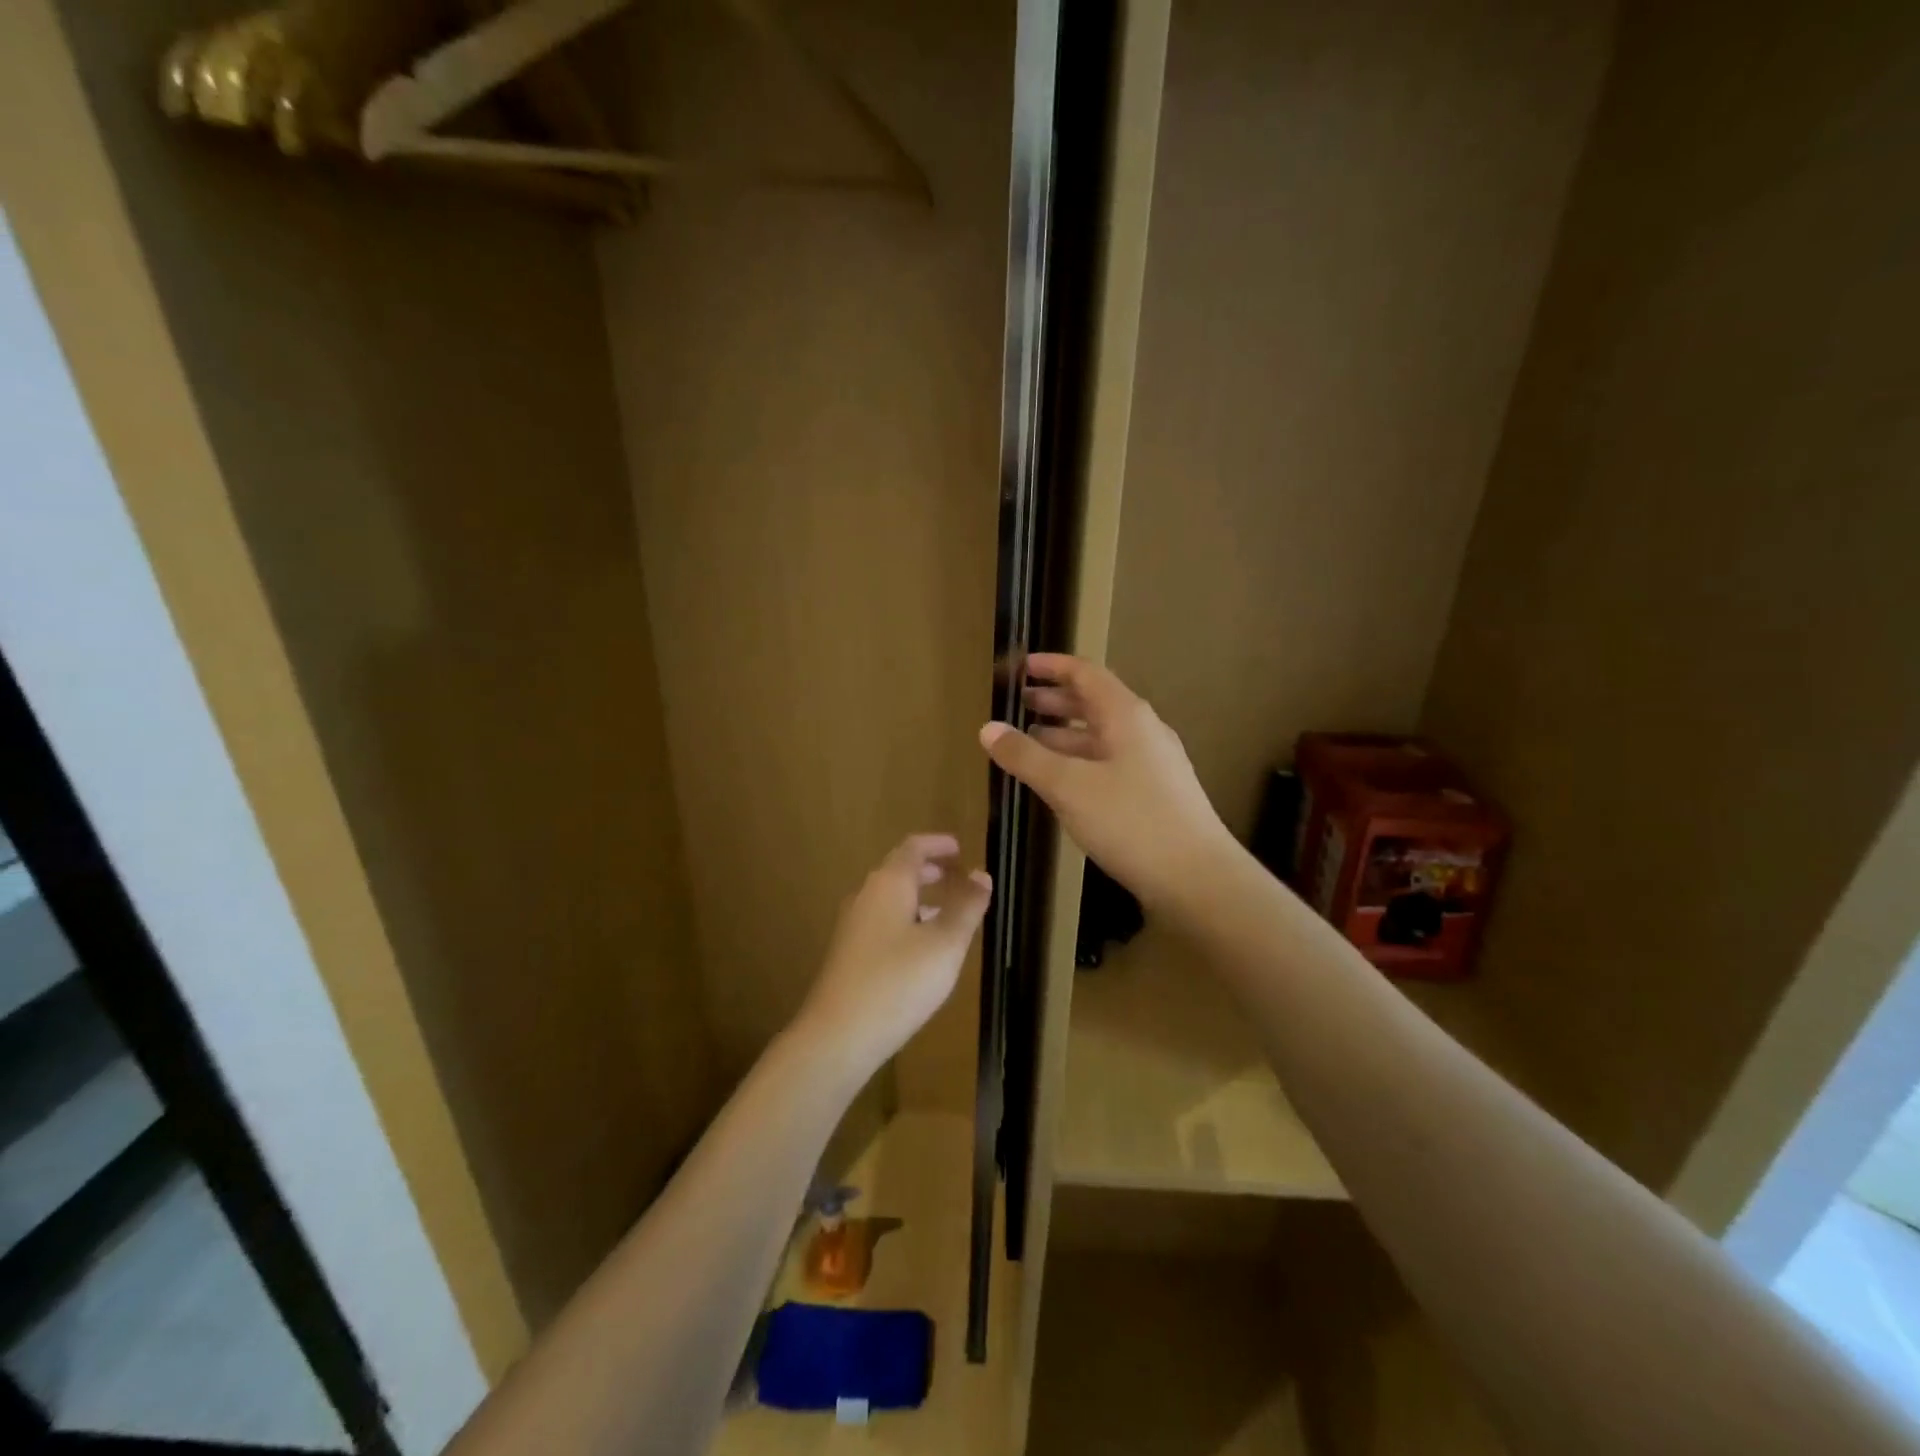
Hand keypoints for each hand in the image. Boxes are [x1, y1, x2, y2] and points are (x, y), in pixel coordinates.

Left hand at [794, 835, 991, 1079]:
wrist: (838, 1036)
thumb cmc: (898, 982)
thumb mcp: (945, 944)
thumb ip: (966, 907)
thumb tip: (981, 874)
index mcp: (888, 884)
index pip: (913, 848)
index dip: (938, 845)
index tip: (960, 848)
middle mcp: (866, 896)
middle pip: (898, 871)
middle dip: (929, 870)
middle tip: (958, 876)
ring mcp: (853, 926)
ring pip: (890, 898)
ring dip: (919, 897)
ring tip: (947, 911)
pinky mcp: (848, 954)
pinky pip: (882, 921)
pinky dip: (907, 919)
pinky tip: (922, 948)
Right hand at [980, 654, 1235, 910]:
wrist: (1198, 879)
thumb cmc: (1131, 822)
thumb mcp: (1069, 786)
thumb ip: (1026, 756)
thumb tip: (988, 728)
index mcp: (1126, 715)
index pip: (1085, 673)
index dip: (1051, 666)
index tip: (1020, 666)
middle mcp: (1143, 731)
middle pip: (1093, 703)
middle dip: (1053, 701)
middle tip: (1017, 704)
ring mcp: (1152, 764)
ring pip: (1100, 736)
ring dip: (1064, 734)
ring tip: (1028, 742)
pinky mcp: (1155, 794)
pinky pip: (1109, 764)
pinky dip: (1079, 762)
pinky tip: (1060, 783)